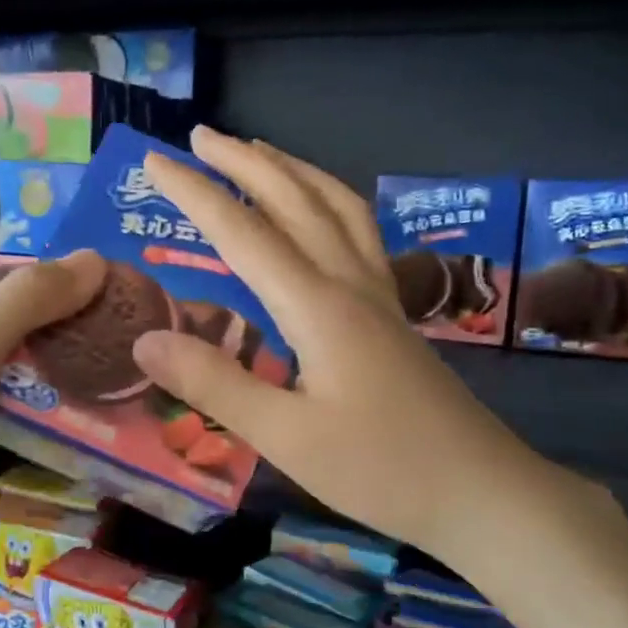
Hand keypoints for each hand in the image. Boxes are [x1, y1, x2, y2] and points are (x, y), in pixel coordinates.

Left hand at [0, 252, 104, 573]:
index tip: (107, 309)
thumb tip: (95, 258)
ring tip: (85, 381)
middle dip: (49, 329)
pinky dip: (12, 400)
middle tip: (102, 350)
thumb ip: (29, 299)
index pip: (6, 277)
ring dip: (34, 367)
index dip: (57, 286)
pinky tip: (42, 416)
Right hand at [132, 128, 589, 568]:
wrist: (482, 492)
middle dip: (244, 162)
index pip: (243, 233)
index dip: (194, 193)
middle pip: (295, 200)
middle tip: (200, 135)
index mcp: (317, 307)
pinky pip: (358, 231)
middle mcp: (349, 283)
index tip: (154, 161)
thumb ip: (214, 384)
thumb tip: (145, 339)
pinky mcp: (393, 312)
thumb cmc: (381, 469)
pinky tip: (320, 213)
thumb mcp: (285, 437)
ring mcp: (378, 294)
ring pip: (336, 206)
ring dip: (293, 170)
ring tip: (258, 152)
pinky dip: (328, 200)